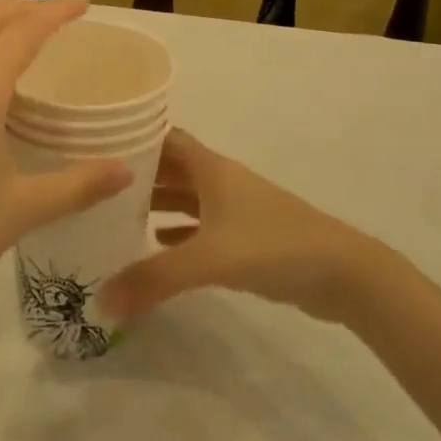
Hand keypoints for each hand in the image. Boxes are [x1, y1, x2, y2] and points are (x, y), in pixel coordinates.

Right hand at [100, 130, 363, 322]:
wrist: (343, 273)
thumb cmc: (273, 246)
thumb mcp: (209, 259)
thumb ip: (154, 279)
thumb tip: (101, 301)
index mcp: (210, 168)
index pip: (164, 139)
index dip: (134, 141)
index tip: (97, 150)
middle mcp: (220, 180)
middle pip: (171, 168)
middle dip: (138, 177)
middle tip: (97, 190)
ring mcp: (235, 208)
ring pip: (186, 197)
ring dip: (157, 204)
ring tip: (116, 218)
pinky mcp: (246, 237)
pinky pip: (201, 226)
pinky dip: (178, 232)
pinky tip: (157, 247)